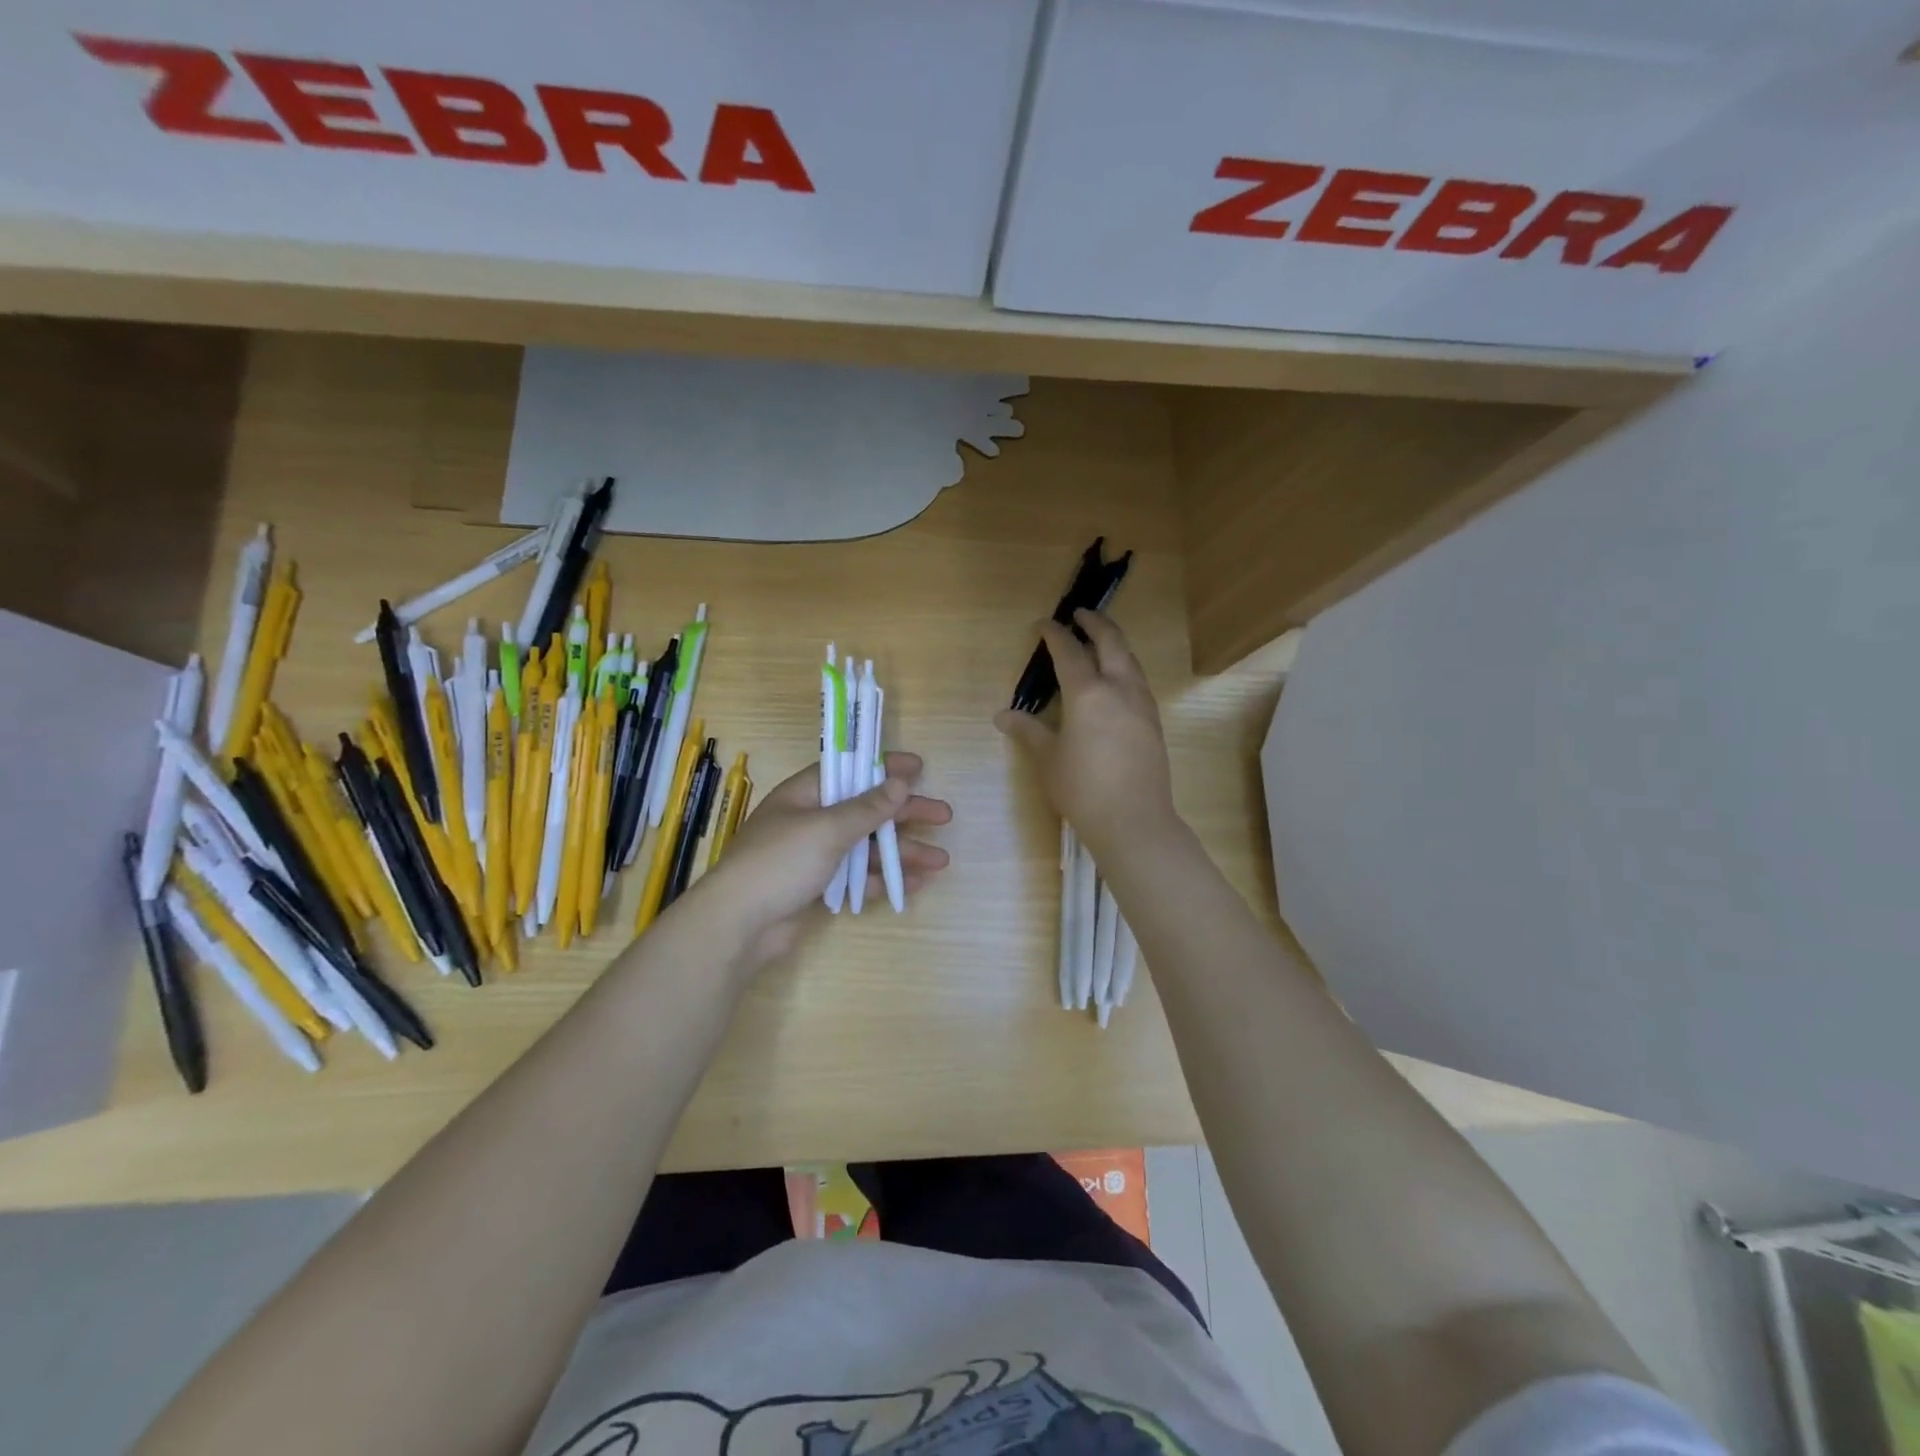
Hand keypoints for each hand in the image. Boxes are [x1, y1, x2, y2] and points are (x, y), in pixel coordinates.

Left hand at [684, 751, 951, 969]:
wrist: (738, 925)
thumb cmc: (780, 862)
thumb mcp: (827, 828)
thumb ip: (866, 807)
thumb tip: (899, 781)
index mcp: (805, 795)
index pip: (849, 770)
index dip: (884, 767)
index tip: (919, 768)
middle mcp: (810, 821)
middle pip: (866, 810)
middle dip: (905, 814)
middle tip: (944, 816)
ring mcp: (814, 857)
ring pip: (867, 847)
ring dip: (902, 852)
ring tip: (940, 860)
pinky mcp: (817, 888)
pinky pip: (858, 877)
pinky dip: (884, 879)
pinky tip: (915, 883)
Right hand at [995, 610, 1177, 857]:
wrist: (1134, 819)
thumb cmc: (1082, 788)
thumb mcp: (1048, 759)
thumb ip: (1027, 731)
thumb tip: (1002, 716)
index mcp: (1088, 692)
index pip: (1068, 651)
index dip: (1054, 634)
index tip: (1043, 625)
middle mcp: (1119, 688)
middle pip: (1111, 641)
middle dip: (1095, 623)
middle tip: (1080, 614)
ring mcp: (1141, 703)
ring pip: (1130, 659)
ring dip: (1114, 644)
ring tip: (1099, 643)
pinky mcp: (1153, 720)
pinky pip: (1138, 680)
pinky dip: (1124, 667)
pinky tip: (1116, 681)